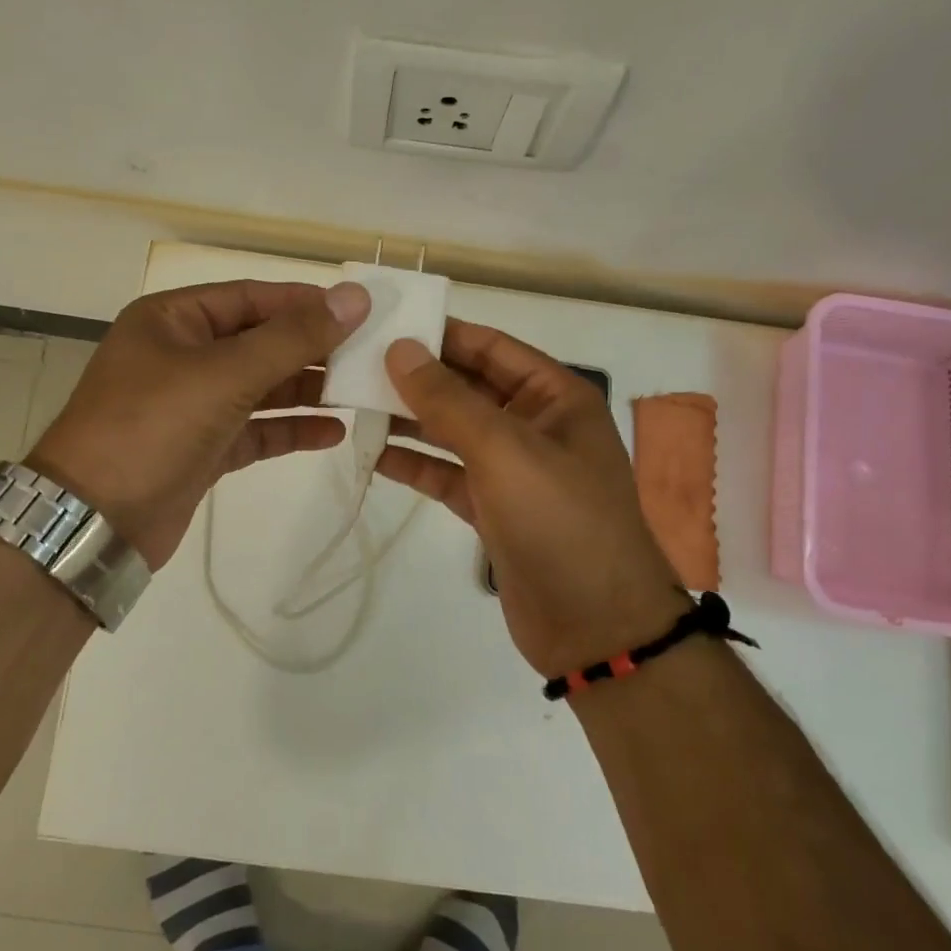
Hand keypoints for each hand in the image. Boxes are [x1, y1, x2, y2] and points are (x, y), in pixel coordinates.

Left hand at [26, 279, 370, 568]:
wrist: (95, 522)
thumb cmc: (152, 428)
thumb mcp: (224, 374)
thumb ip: (292, 337)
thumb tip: (354, 298)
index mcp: (173, 320)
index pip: (251, 297)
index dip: (305, 302)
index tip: (361, 310)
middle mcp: (181, 355)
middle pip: (259, 342)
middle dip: (312, 349)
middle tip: (372, 355)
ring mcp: (191, 405)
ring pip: (260, 388)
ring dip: (306, 391)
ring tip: (361, 392)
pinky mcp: (202, 449)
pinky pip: (255, 430)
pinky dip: (289, 430)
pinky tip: (332, 433)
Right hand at [376, 321, 687, 677]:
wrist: (596, 626)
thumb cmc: (560, 521)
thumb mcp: (504, 449)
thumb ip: (449, 399)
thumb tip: (400, 349)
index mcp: (554, 397)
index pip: (491, 347)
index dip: (441, 333)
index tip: (385, 324)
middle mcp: (534, 425)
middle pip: (468, 388)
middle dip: (417, 377)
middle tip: (355, 364)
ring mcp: (513, 470)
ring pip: (453, 432)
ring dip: (410, 419)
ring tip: (354, 403)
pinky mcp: (493, 510)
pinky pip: (448, 475)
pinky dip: (416, 465)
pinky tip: (375, 455)